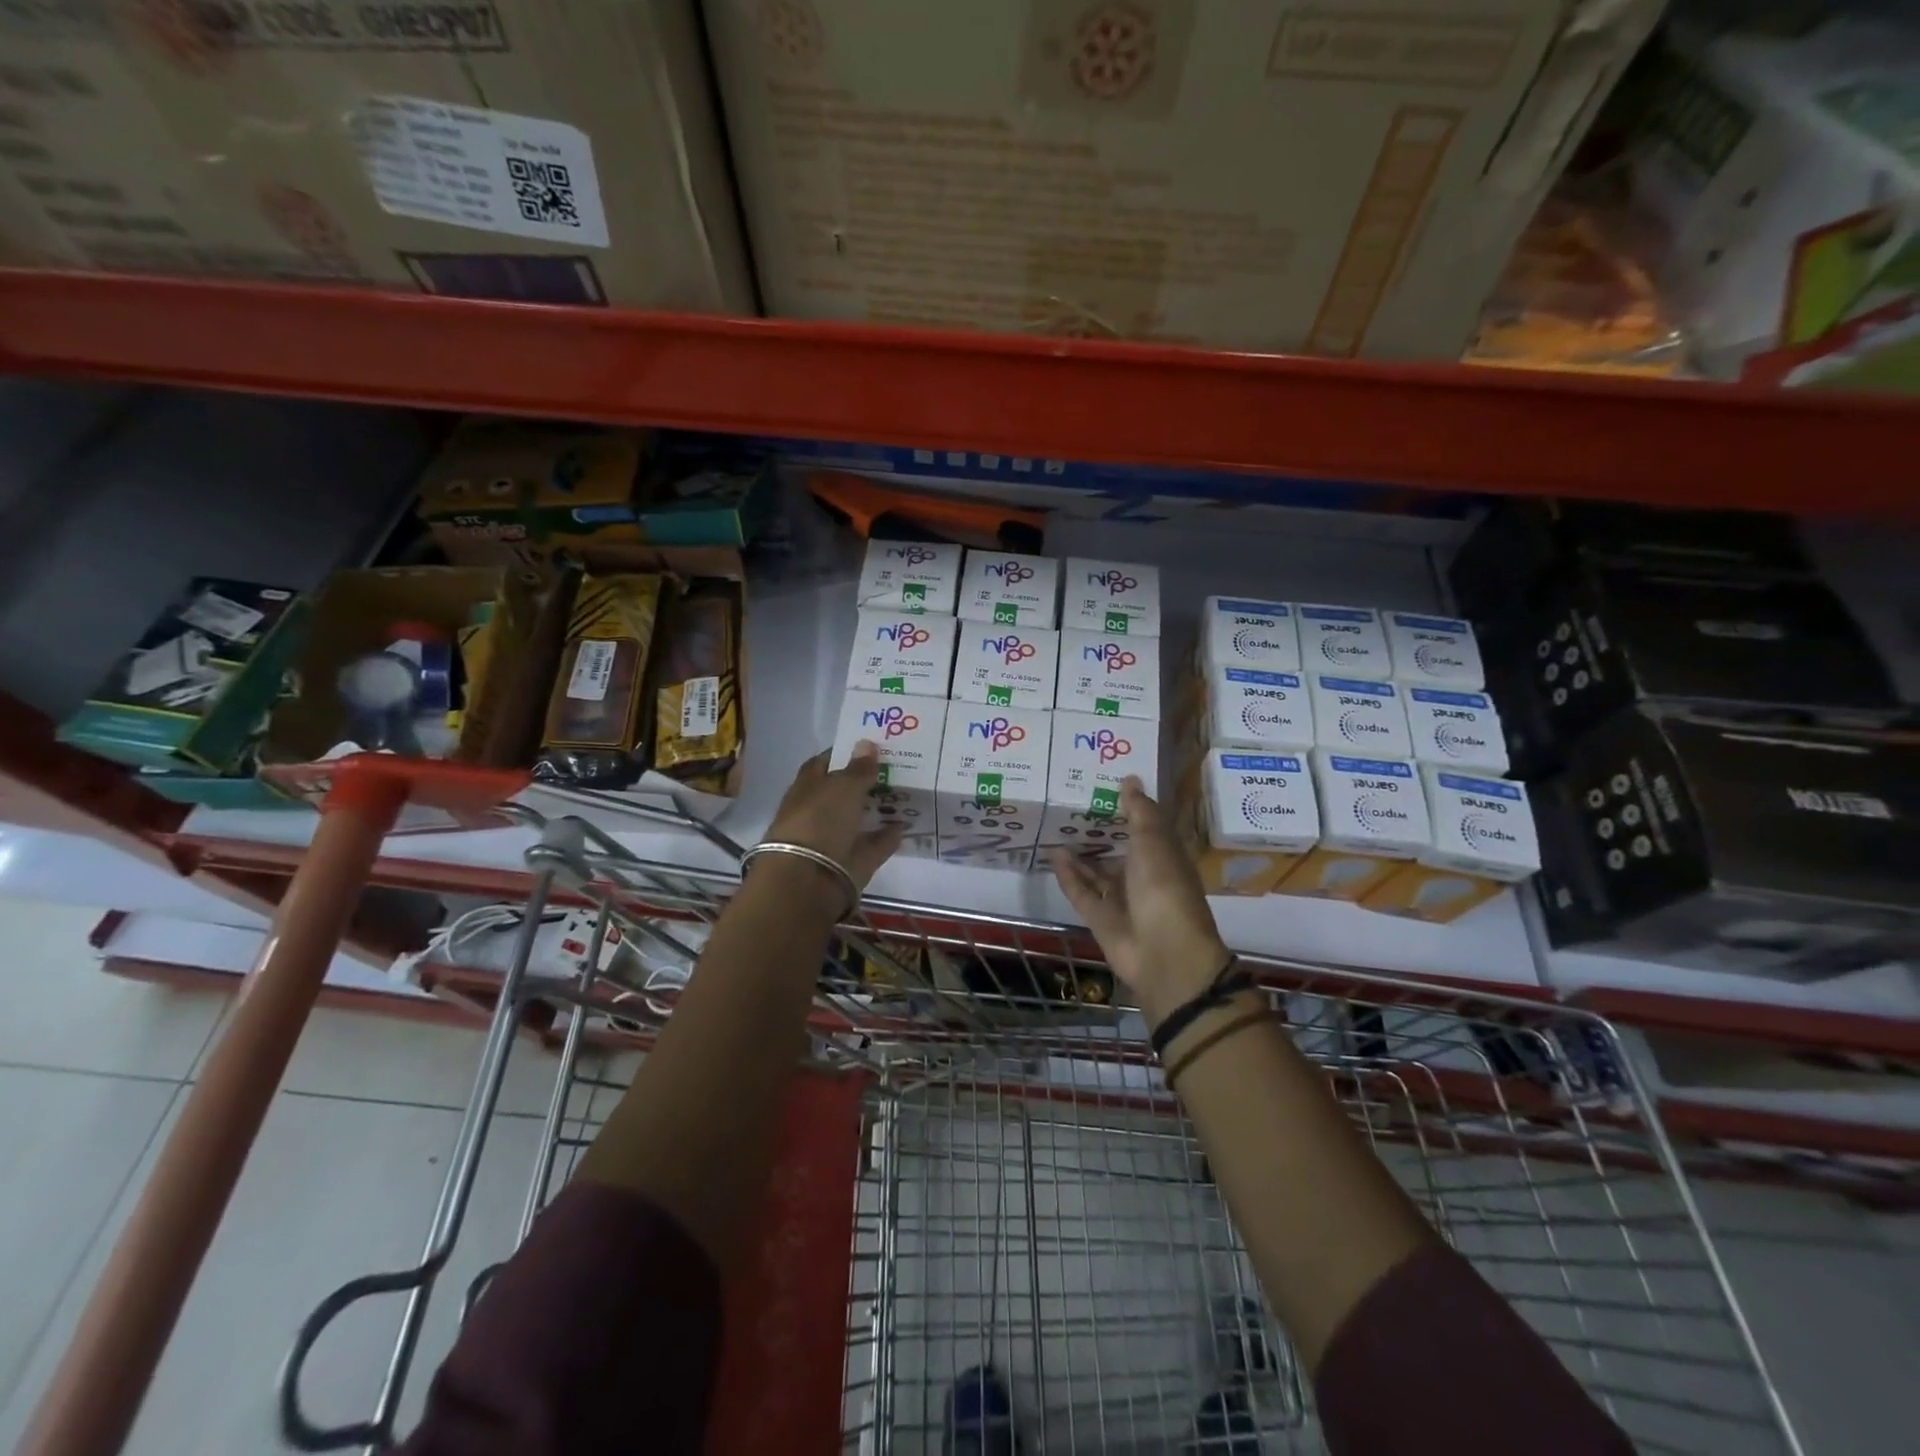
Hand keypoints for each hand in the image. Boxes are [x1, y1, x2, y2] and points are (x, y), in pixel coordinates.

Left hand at [763, 742, 904, 891]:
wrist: (810, 880)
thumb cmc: (819, 821)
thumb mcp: (842, 787)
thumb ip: (859, 768)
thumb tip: (867, 742)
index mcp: (807, 788)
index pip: (823, 764)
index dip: (843, 754)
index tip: (870, 745)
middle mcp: (818, 812)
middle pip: (844, 792)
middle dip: (865, 781)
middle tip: (898, 767)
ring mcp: (835, 838)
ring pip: (859, 819)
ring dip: (878, 809)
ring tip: (907, 793)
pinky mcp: (852, 862)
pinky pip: (874, 844)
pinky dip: (888, 836)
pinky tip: (907, 824)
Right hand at [1049, 776, 1230, 1026]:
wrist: (1164, 954)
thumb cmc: (1165, 888)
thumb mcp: (1154, 842)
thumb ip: (1139, 811)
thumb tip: (1130, 778)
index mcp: (1164, 856)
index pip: (1145, 827)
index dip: (1127, 807)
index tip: (1102, 784)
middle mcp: (1143, 876)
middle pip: (1118, 849)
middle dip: (1098, 830)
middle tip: (1069, 802)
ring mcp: (1121, 899)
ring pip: (1096, 871)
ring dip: (1079, 853)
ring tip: (1055, 826)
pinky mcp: (1100, 918)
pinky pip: (1081, 892)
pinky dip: (1068, 875)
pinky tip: (1052, 853)